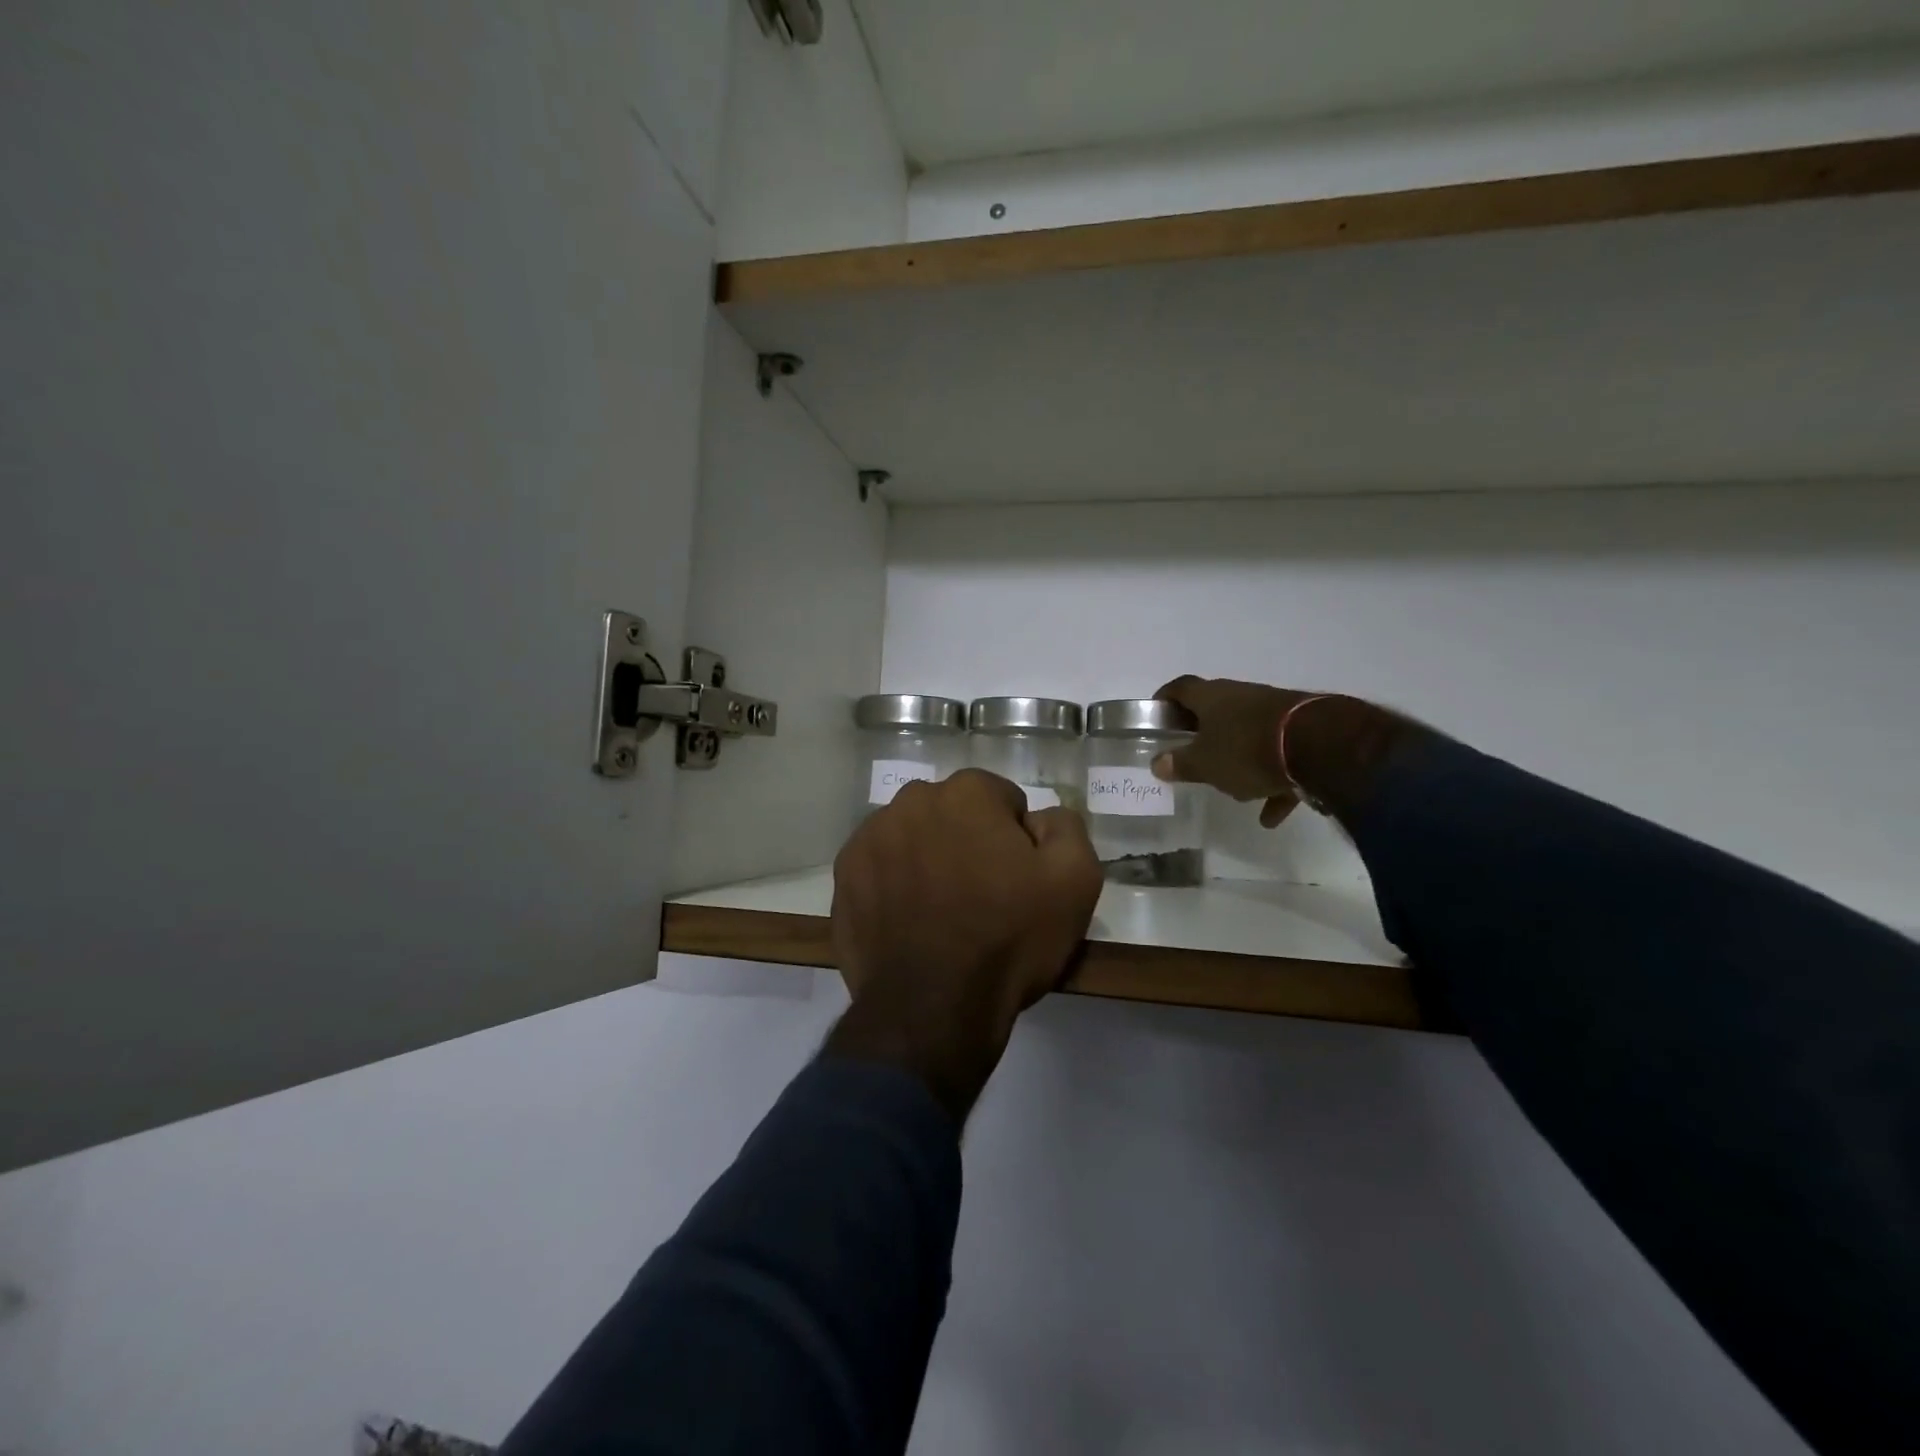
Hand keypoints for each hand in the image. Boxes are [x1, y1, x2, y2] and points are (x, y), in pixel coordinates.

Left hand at [826, 769, 1102, 1121]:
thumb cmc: (1007, 938)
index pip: (1003, 800)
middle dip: (968, 841)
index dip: (1016, 839)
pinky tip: (908, 923)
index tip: (1018, 879)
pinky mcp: (844, 875)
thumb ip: (1065, 827)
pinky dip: (894, 884)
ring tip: (941, 913)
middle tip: (981, 895)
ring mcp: (869, 838)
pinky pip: (880, 868)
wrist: (932, 1008)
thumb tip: (1038, 818)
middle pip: (953, 813)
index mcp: (966, 793)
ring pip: (913, 837)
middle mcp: (911, 801)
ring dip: (928, 859)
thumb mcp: (1075, 881)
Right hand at [1149, 676, 1317, 827]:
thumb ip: (1180, 764)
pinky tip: (1272, 813)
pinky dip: (1273, 782)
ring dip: (1240, 761)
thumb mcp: (1204, 763)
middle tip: (1191, 754)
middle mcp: (1243, 696)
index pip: (1180, 688)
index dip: (1165, 699)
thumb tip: (1158, 763)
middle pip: (1216, 710)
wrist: (1321, 746)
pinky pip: (1280, 757)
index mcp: (1212, 697)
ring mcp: (1276, 712)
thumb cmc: (1246, 749)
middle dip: (1204, 733)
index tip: (1156, 715)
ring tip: (1236, 792)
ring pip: (1249, 735)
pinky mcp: (1303, 731)